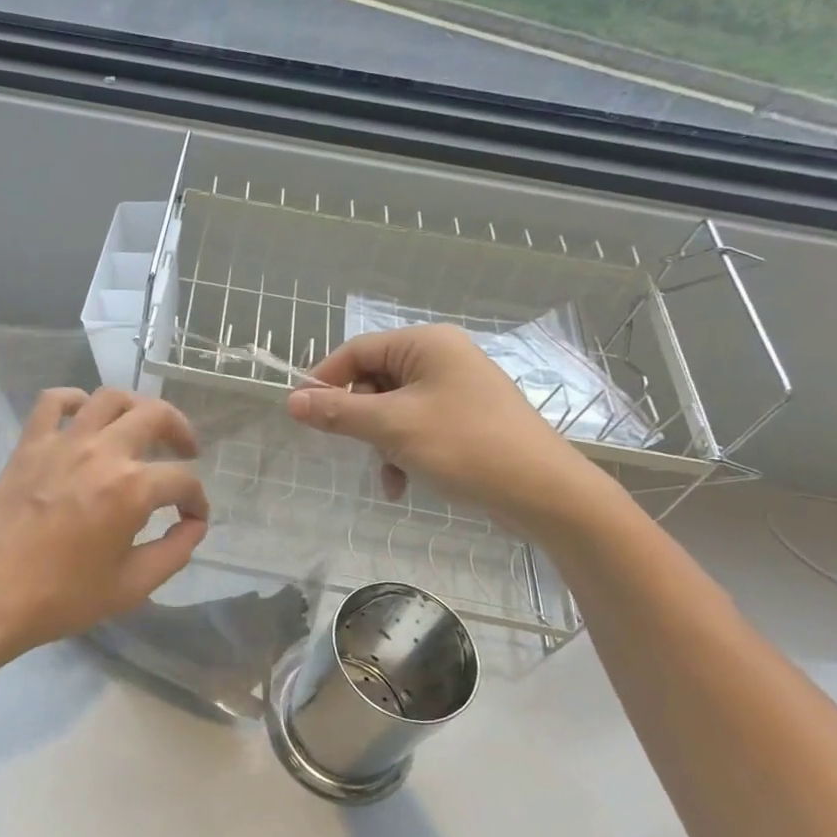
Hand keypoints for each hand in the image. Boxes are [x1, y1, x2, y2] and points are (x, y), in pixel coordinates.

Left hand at [0, 387, 209, 665]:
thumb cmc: (61, 597)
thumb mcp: (131, 586)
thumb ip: (173, 552)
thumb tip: (194, 526)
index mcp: (132, 488)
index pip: (183, 479)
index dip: (197, 500)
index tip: (193, 517)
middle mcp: (102, 452)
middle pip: (155, 415)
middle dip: (180, 431)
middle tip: (185, 451)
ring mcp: (63, 442)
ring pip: (109, 398)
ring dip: (135, 407)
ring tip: (140, 428)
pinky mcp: (30, 444)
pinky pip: (53, 401)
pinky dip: (74, 399)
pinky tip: (84, 417)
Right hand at [285, 324, 605, 536]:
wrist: (544, 493)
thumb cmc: (465, 446)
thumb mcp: (392, 427)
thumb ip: (339, 412)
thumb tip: (292, 401)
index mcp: (426, 344)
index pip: (357, 350)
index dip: (324, 379)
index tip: (300, 412)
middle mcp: (441, 358)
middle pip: (374, 379)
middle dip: (360, 418)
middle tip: (353, 446)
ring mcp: (456, 389)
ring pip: (392, 408)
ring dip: (380, 442)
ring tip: (388, 473)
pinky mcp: (465, 418)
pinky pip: (416, 425)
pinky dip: (402, 451)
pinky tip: (402, 483)